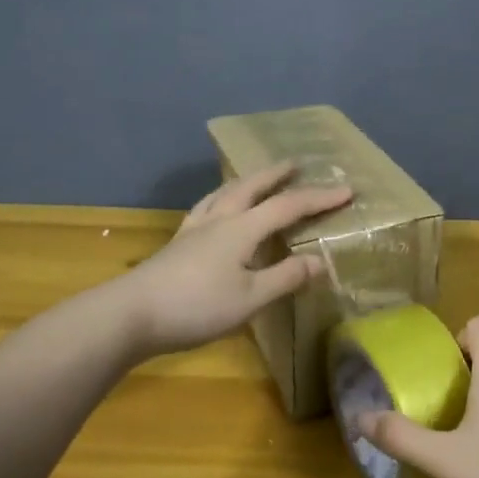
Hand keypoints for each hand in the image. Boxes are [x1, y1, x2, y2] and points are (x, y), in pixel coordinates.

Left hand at [119, 161, 351, 357]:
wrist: (131, 314)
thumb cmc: (196, 307)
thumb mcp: (250, 298)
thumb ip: (286, 277)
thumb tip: (320, 261)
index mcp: (242, 229)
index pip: (289, 206)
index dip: (320, 198)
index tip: (348, 190)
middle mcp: (220, 219)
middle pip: (252, 187)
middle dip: (278, 174)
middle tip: (296, 163)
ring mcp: (195, 229)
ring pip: (225, 193)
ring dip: (248, 181)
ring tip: (258, 177)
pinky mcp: (178, 243)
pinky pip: (206, 207)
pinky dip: (221, 198)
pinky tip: (216, 208)